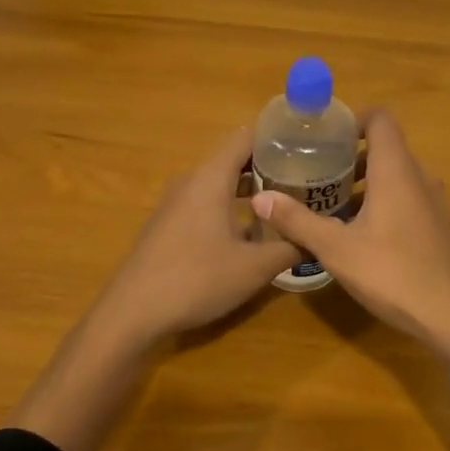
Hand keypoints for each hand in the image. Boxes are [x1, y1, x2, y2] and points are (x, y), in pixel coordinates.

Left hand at [84, 126, 300, 348]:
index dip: (276, 137)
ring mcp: (175, 204)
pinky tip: (250, 232)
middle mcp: (191, 182)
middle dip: (268, 165)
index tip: (306, 145)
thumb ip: (289, 247)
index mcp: (211, 178)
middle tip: (304, 177)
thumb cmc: (197, 279)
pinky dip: (230, 206)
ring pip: (218, 183)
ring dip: (249, 189)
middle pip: (233, 159)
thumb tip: (317, 236)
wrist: (132, 313)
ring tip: (284, 202)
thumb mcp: (254, 267)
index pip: (245, 137)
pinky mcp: (168, 225)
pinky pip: (205, 202)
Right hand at [252, 109, 449, 357]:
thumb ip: (298, 221)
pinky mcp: (437, 225)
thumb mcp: (336, 249)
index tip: (325, 136)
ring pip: (395, 175)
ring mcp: (432, 202)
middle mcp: (418, 177)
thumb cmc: (392, 273)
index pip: (380, 119)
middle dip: (350, 154)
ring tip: (331, 202)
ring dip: (365, 181)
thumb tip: (260, 199)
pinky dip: (381, 200)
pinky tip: (358, 231)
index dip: (353, 119)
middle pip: (385, 147)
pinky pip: (406, 197)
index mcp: (396, 171)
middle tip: (316, 170)